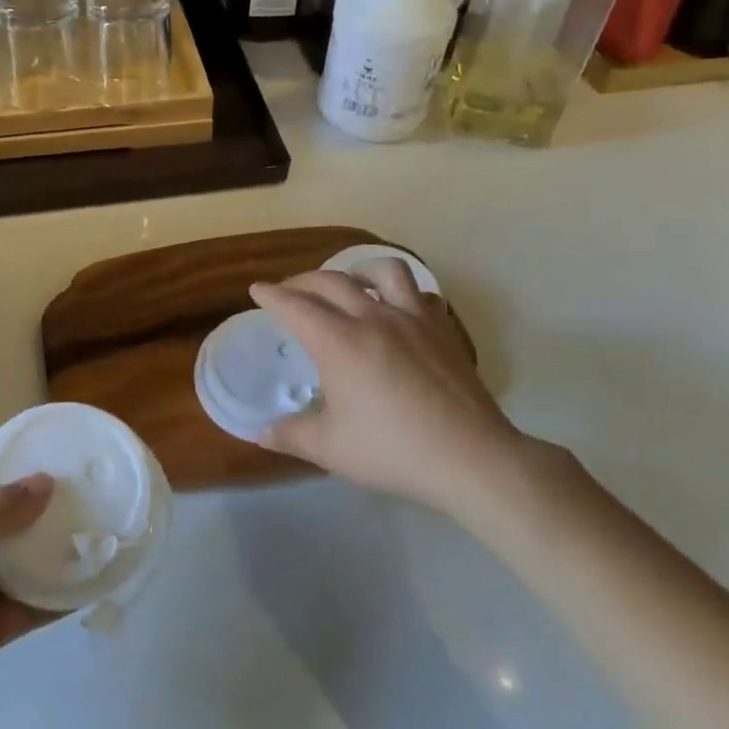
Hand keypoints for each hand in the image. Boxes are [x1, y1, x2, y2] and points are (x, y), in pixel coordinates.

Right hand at [251, 262, 525, 513]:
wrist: (470, 458)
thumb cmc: (392, 451)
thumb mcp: (331, 448)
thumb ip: (291, 435)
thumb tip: (259, 433)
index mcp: (339, 341)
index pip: (296, 306)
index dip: (272, 295)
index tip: (257, 289)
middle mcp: (373, 317)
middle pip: (331, 281)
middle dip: (303, 280)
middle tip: (290, 291)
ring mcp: (413, 319)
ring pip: (384, 271)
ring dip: (359, 270)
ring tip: (351, 283)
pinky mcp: (443, 330)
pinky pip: (421, 295)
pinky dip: (404, 294)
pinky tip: (400, 310)